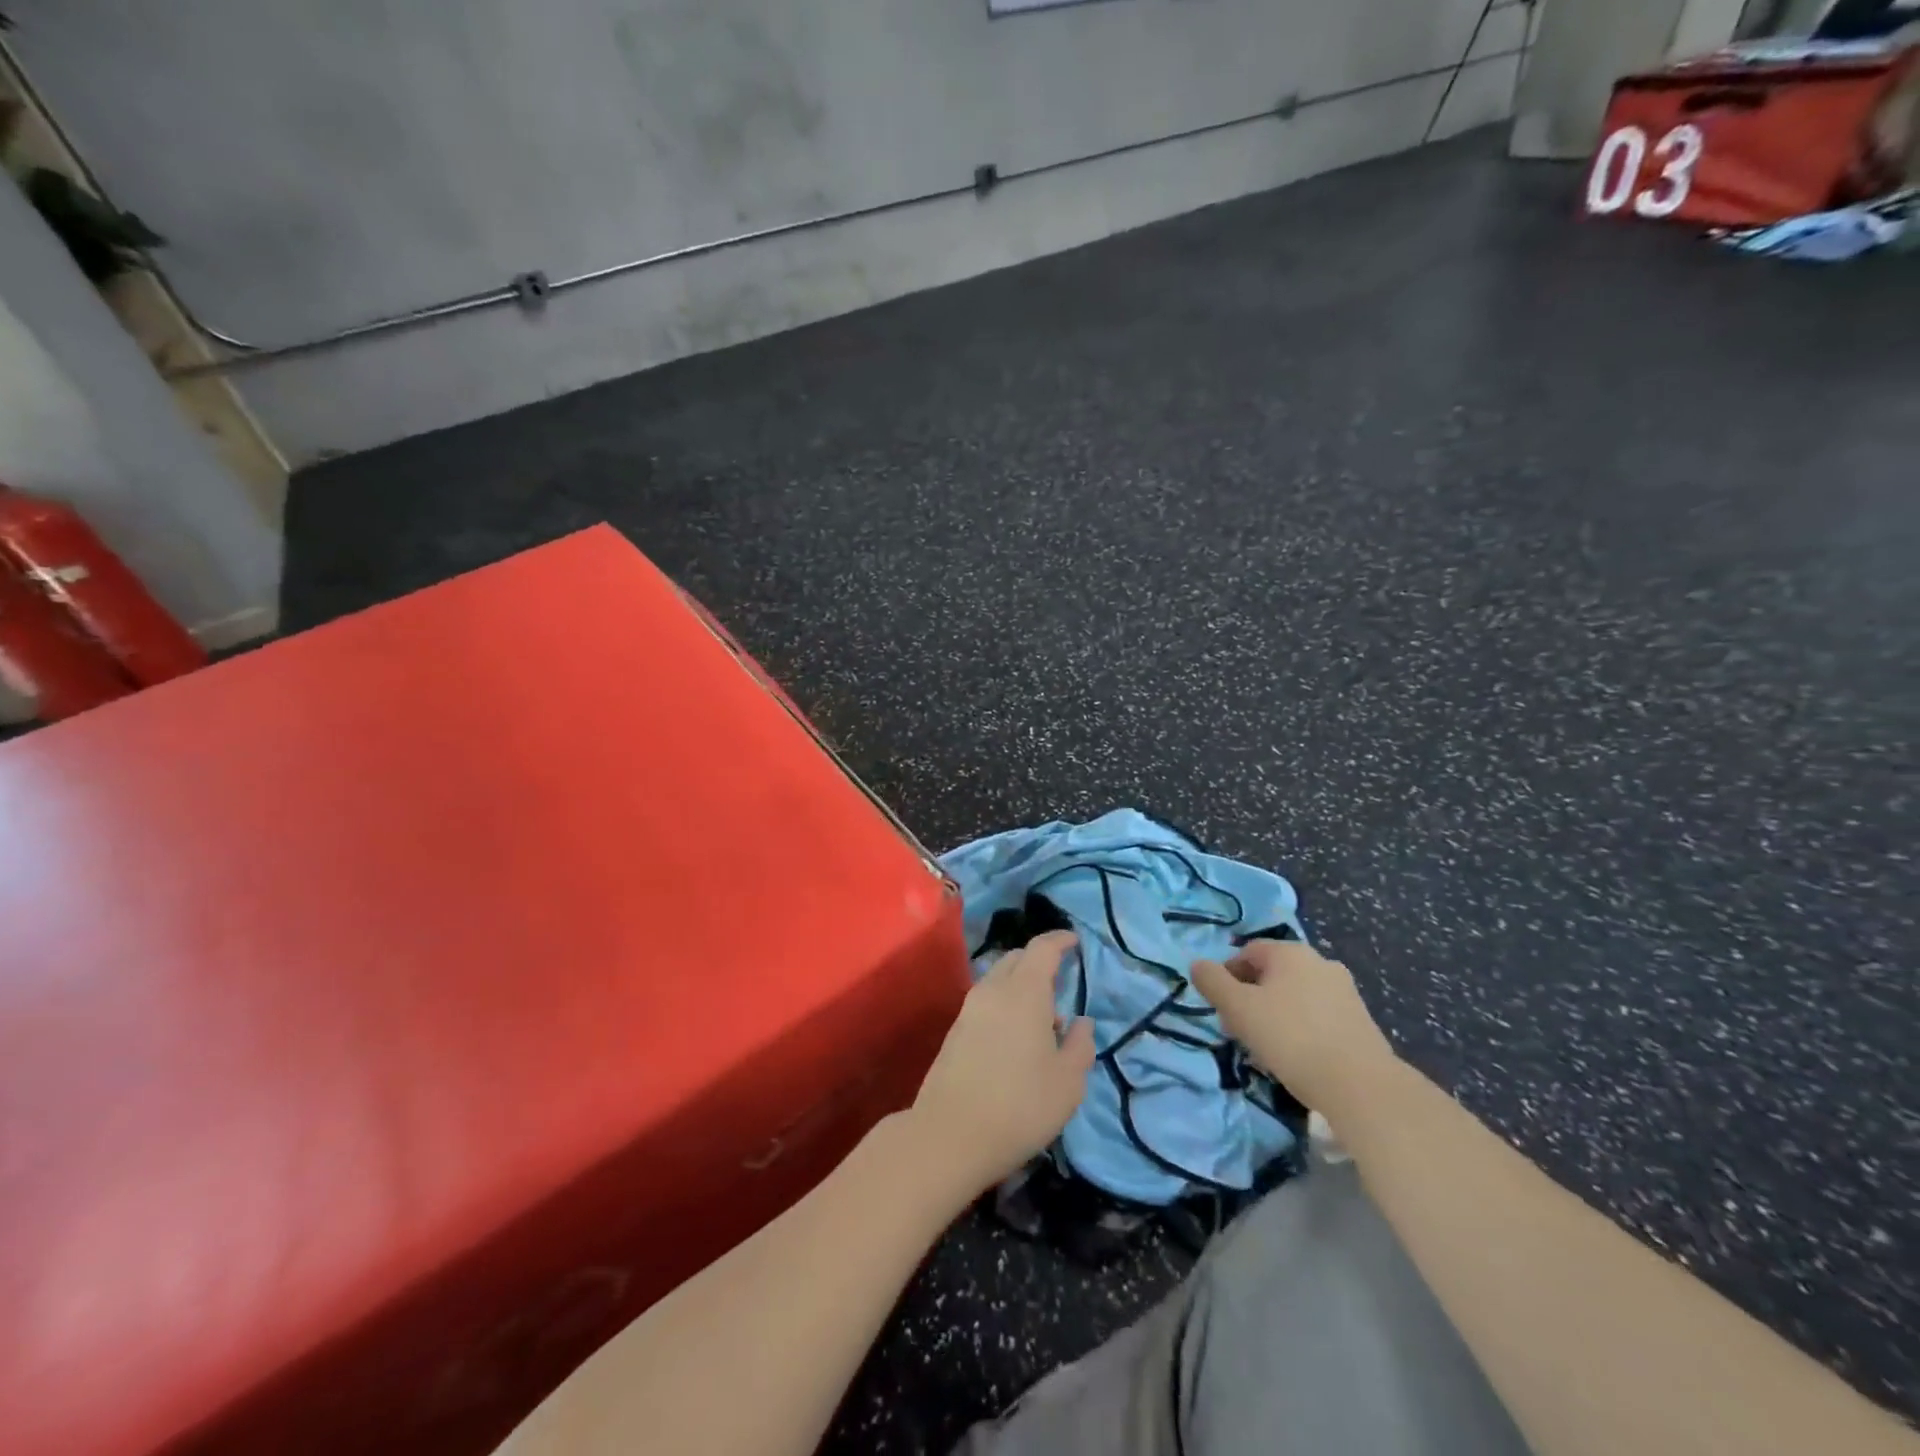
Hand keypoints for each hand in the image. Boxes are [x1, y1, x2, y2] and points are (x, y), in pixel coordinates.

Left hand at [910, 931, 1095, 1194]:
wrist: (949, 1134)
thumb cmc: (1020, 1105)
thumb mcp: (1068, 1082)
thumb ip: (1080, 1045)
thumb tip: (1080, 1022)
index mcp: (1024, 992)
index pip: (1042, 948)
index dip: (1060, 940)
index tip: (1074, 941)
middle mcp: (993, 990)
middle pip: (1017, 958)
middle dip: (1039, 961)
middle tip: (1061, 980)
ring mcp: (969, 1009)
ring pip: (999, 979)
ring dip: (1021, 984)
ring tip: (1042, 1015)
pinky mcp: (955, 1031)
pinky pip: (986, 1001)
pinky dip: (1005, 1003)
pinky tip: (1016, 1036)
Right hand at [1190, 939, 1397, 1115]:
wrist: (1361, 1086)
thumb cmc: (1291, 1038)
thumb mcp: (1238, 1009)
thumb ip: (1213, 982)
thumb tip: (1198, 964)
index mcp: (1290, 952)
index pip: (1247, 952)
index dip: (1227, 976)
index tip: (1220, 1007)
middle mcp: (1320, 962)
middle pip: (1272, 973)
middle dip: (1250, 997)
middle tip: (1238, 1028)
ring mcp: (1345, 991)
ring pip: (1295, 995)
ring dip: (1275, 1013)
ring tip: (1266, 1047)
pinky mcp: (1361, 1020)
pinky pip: (1317, 1015)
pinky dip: (1301, 1027)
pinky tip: (1296, 1055)